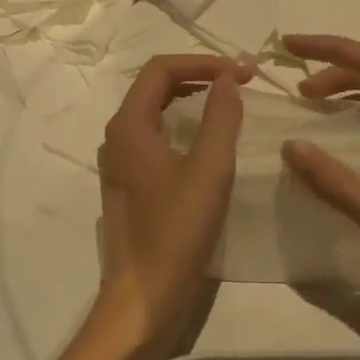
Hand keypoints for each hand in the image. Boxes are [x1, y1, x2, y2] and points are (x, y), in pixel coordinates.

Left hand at [95, 54, 247, 353]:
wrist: (144, 298)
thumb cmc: (176, 231)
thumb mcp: (209, 169)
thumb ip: (221, 117)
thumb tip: (229, 78)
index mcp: (128, 125)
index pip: (161, 69)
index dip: (203, 62)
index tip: (242, 72)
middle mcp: (117, 137)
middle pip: (156, 87)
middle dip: (199, 77)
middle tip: (241, 83)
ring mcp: (120, 162)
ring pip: (156, 112)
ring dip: (192, 101)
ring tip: (230, 104)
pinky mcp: (130, 184)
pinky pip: (156, 138)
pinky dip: (184, 127)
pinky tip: (210, 142)